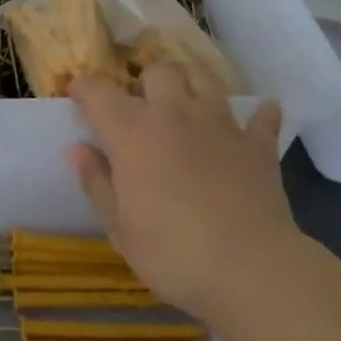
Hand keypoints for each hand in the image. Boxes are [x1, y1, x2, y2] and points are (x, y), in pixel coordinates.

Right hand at [68, 66, 293, 319]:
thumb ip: (97, 183)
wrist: (251, 269)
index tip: (78, 95)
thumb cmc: (173, 253)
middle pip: (157, 71)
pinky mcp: (256, 144)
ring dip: (191, 83)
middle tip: (142, 106)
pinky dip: (259, 115)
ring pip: (203, 78)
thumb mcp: (120, 229)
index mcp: (133, 131)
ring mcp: (219, 123)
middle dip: (145, 82)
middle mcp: (174, 113)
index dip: (84, 87)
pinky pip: (262, 118)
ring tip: (186, 102)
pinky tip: (260, 116)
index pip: (98, 90)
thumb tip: (79, 149)